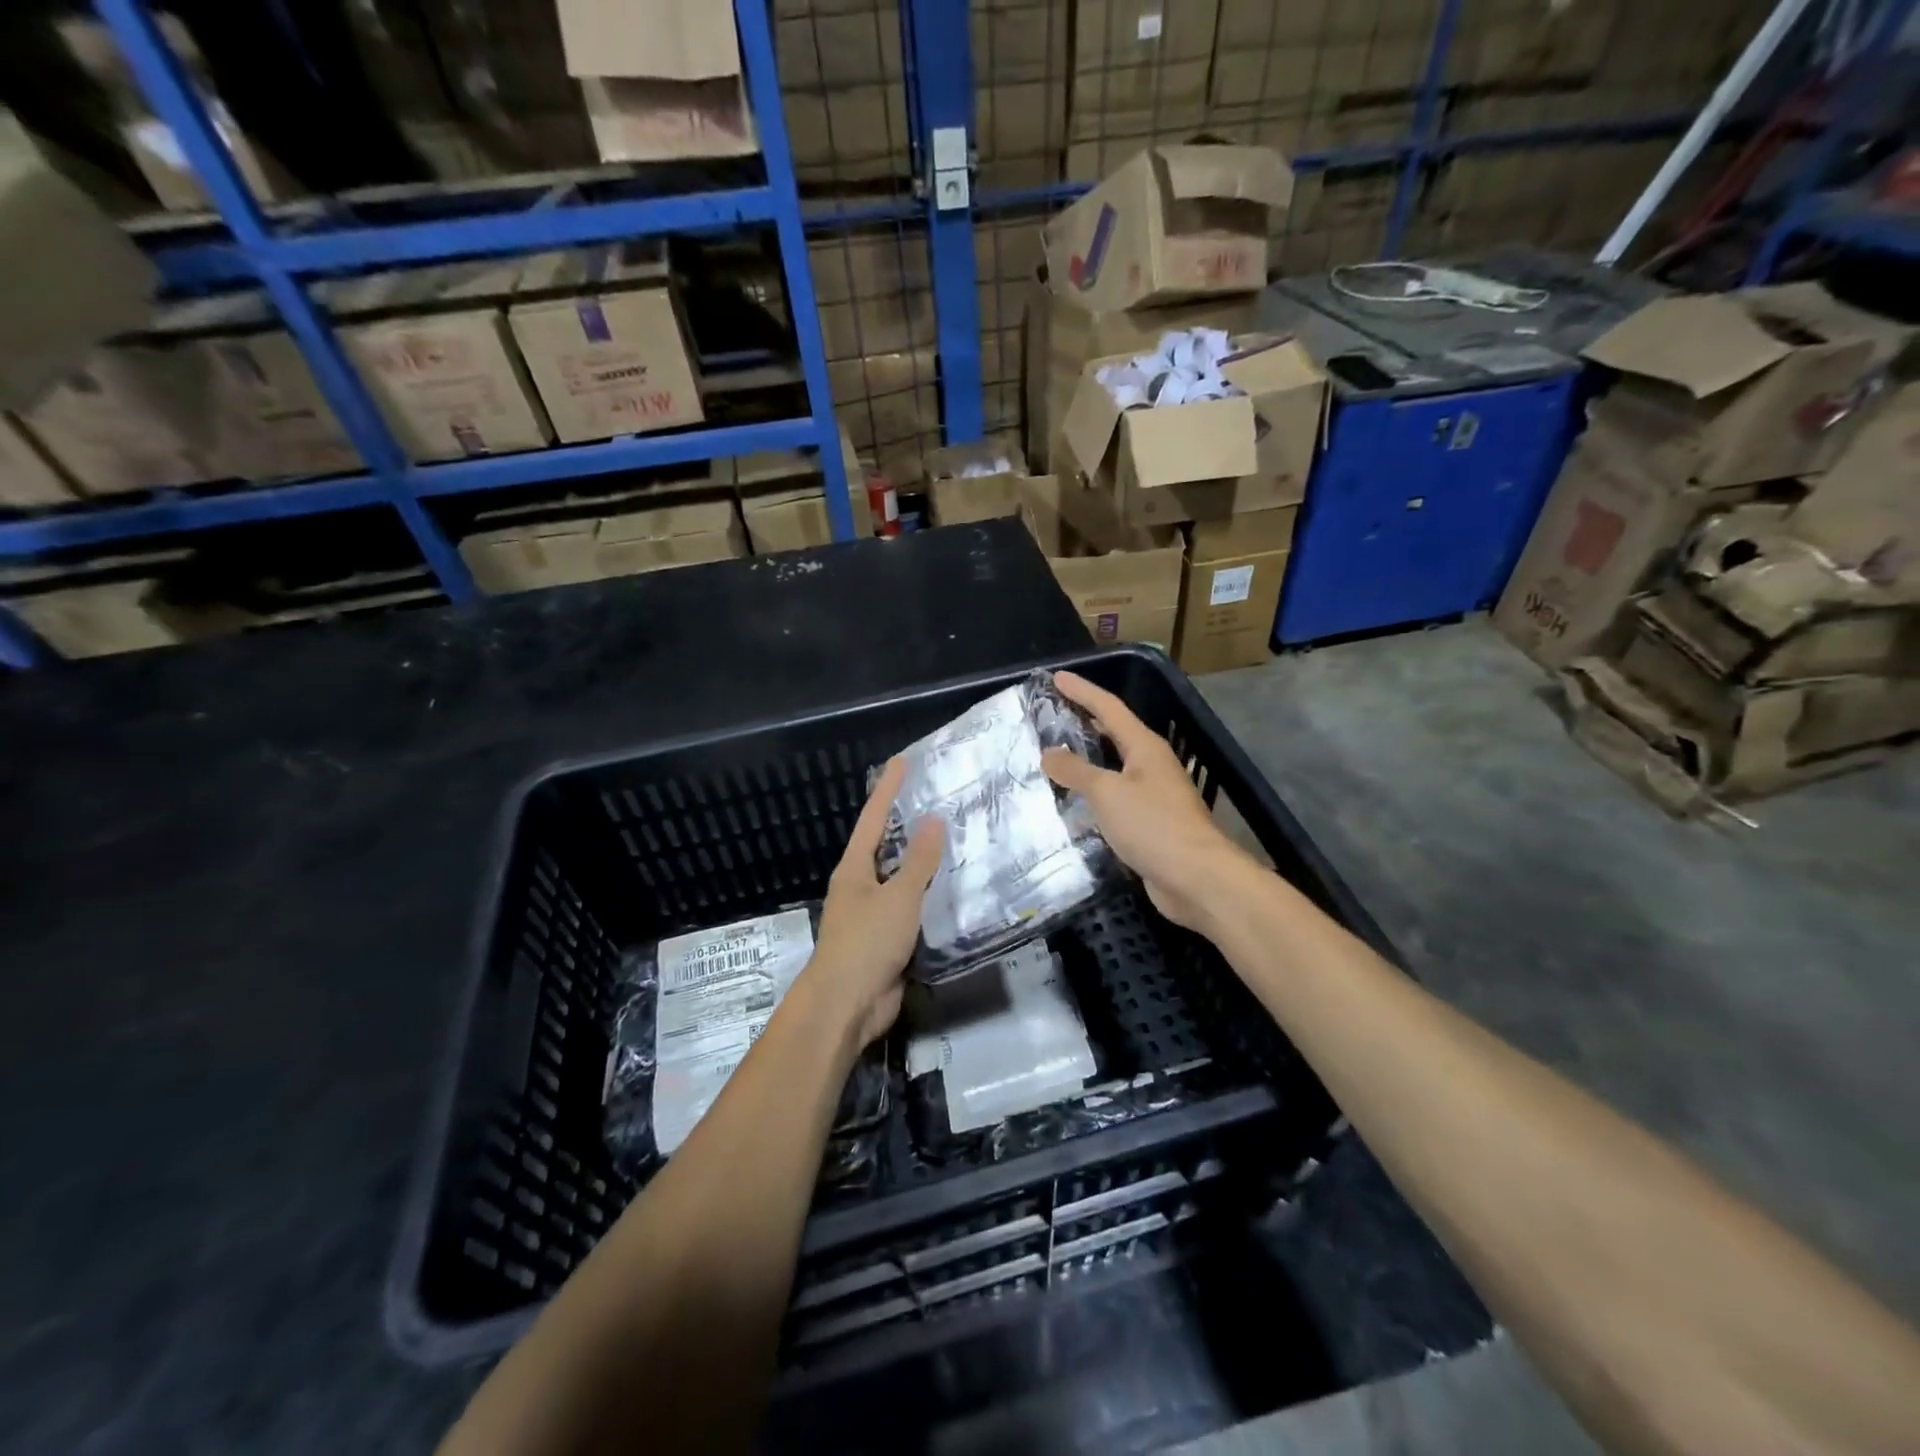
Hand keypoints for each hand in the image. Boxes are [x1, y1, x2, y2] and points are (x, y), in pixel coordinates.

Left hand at [797, 756, 942, 1049]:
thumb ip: (918, 861)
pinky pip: (913, 910)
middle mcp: (861, 885)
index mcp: (855, 868)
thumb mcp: (898, 897)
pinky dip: (930, 897)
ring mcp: (873, 914)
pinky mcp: (888, 940)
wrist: (847, 1005)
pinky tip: (953, 891)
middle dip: (908, 824)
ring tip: (955, 840)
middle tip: (938, 799)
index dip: (889, 789)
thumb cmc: (867, 942)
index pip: (874, 818)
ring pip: (902, 880)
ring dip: (924, 863)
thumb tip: (933, 820)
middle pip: (887, 846)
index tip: (902, 761)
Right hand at [1041, 670, 1253, 932]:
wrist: (1197, 878)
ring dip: (1085, 763)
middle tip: (1050, 717)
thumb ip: (1075, 770)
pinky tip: (1072, 806)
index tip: (1056, 677)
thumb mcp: (1107, 792)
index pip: (1108, 708)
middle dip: (1083, 724)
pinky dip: (1092, 798)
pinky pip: (1114, 802)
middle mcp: (1150, 765)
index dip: (1082, 691)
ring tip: (1052, 759)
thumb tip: (1049, 753)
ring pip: (1112, 770)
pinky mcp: (1149, 825)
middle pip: (1113, 735)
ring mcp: (1152, 796)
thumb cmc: (1152, 824)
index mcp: (1144, 747)